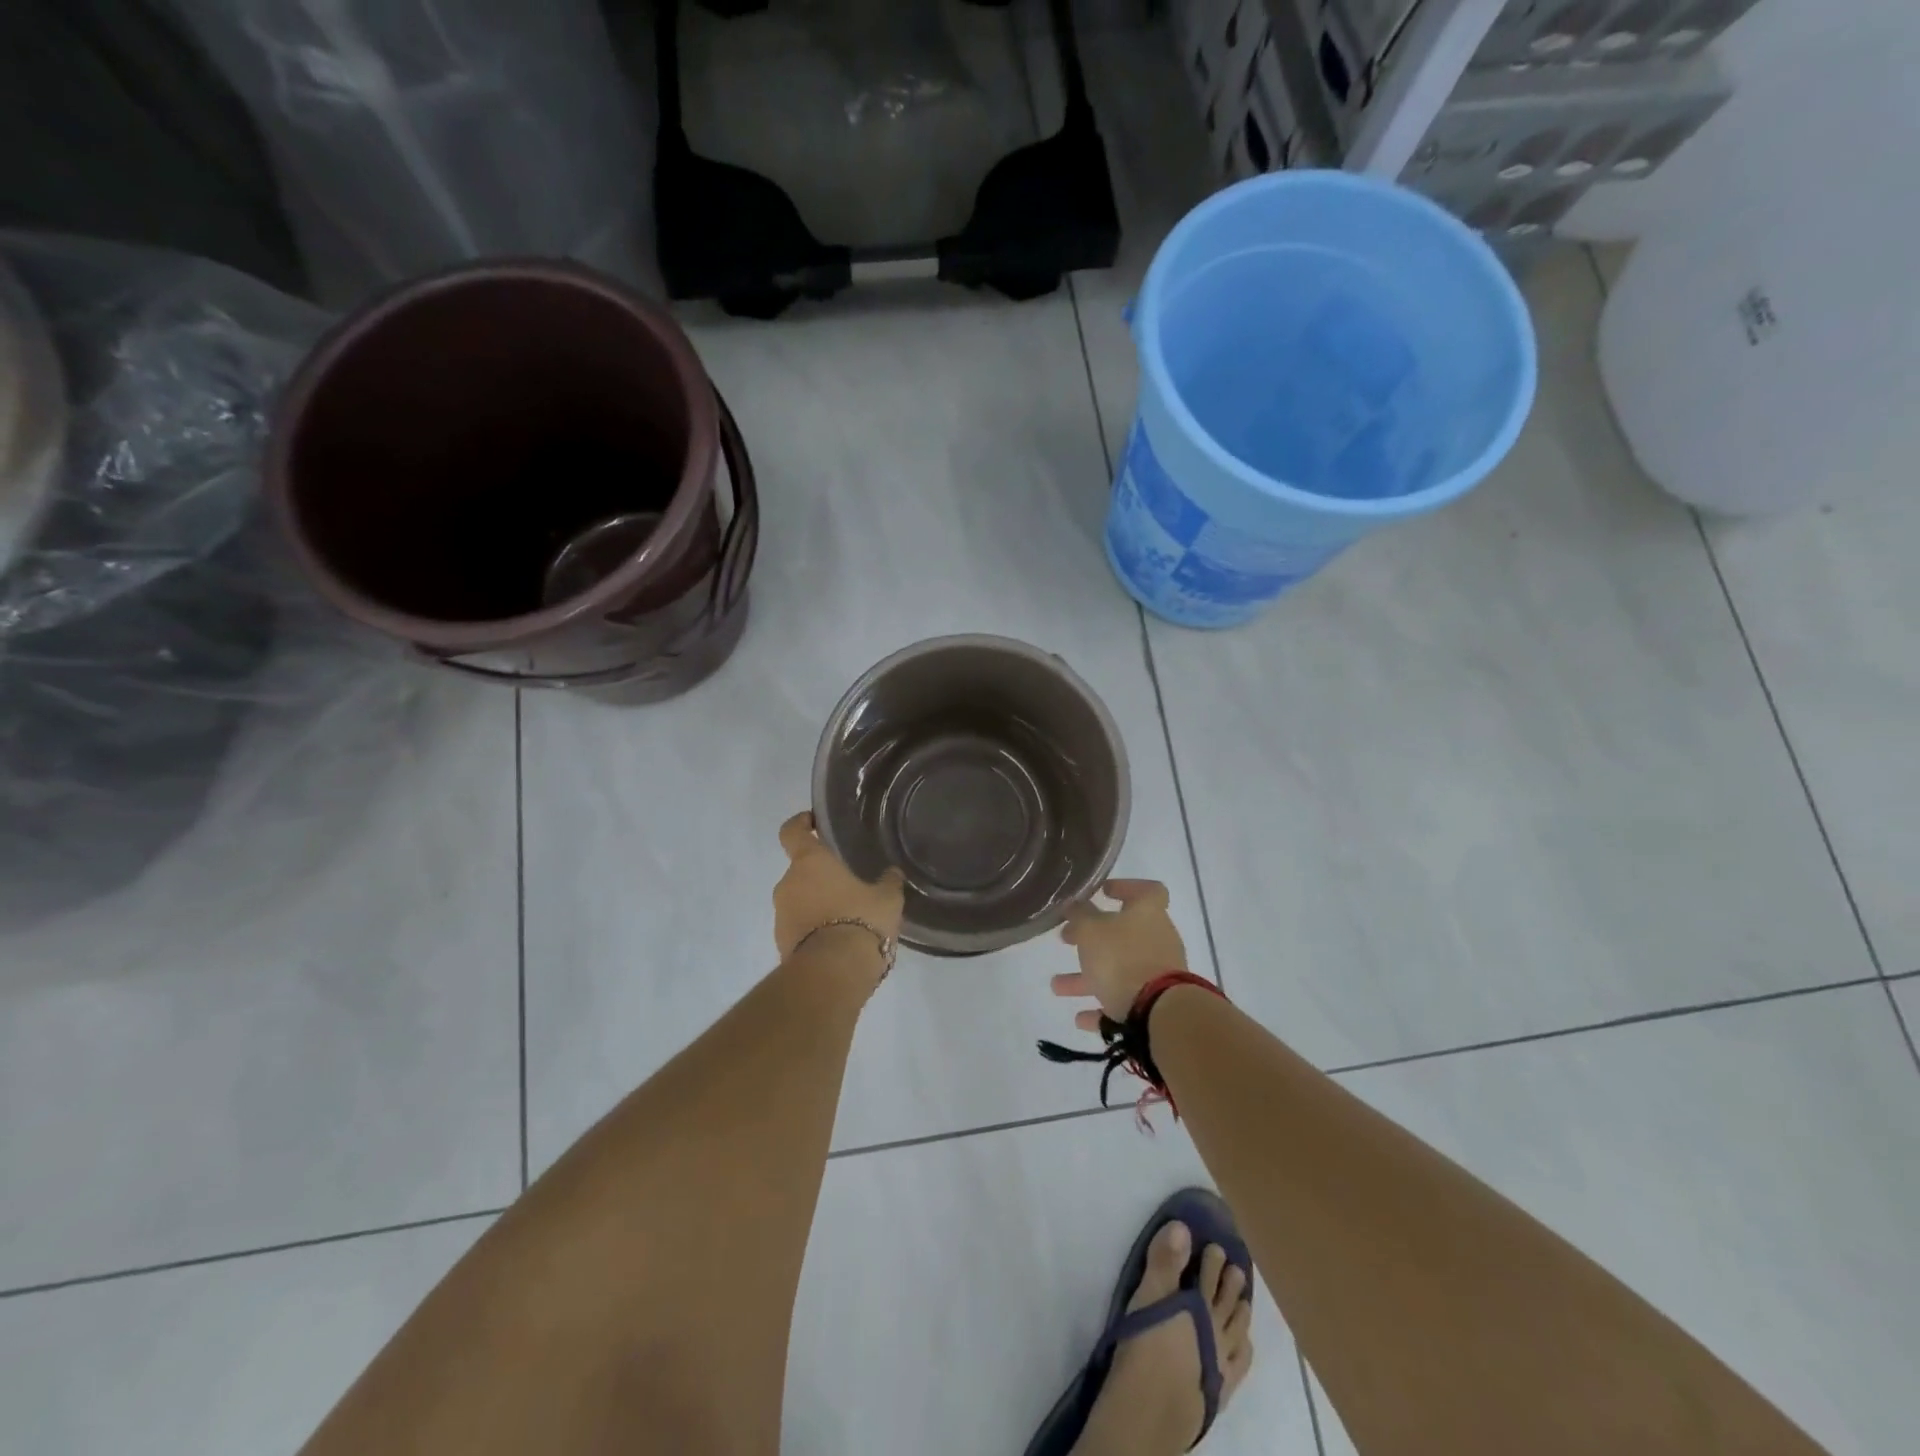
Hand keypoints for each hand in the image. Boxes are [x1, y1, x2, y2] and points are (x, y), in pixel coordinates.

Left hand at [773, 811, 905, 963]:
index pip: (791, 831)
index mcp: (809, 862)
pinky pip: (798, 927)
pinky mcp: (781, 943)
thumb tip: (892, 873)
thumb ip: (888, 882)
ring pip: (799, 900)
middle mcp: (788, 883)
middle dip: (820, 876)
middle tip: (848, 884)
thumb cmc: (860, 920)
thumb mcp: (887, 899)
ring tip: (847, 917)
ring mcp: (780, 915)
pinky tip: (839, 940)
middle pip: (800, 870)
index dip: (799, 823)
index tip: (812, 822)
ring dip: (817, 904)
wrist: (833, 973)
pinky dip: (813, 928)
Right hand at [1052, 879, 1188, 1031]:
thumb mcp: (1090, 930)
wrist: (1160, 1012)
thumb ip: (1079, 914)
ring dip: (1088, 977)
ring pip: (1119, 969)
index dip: (1125, 887)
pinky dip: (1102, 1005)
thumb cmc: (1122, 958)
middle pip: (1123, 933)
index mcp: (1147, 912)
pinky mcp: (1156, 1003)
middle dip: (1091, 939)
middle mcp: (1157, 938)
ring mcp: (1158, 972)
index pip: (1146, 890)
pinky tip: (1081, 1018)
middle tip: (1066, 939)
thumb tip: (1074, 904)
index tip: (1103, 892)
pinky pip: (1125, 1000)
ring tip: (1057, 987)